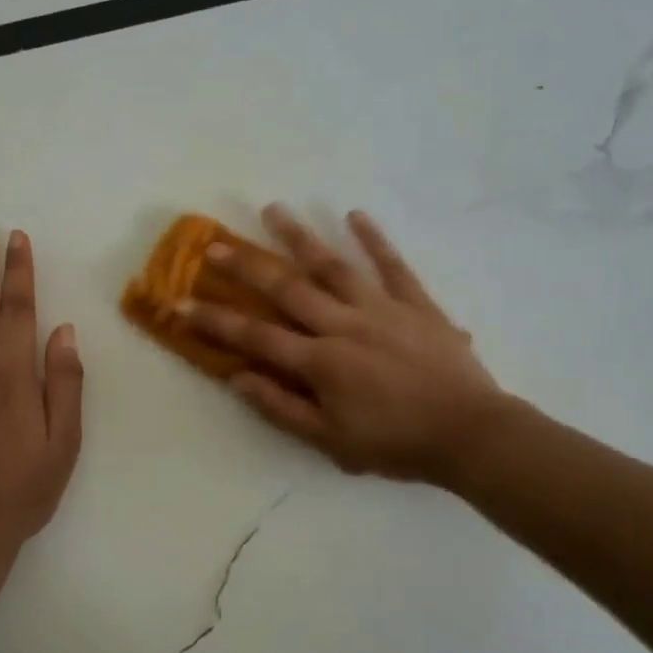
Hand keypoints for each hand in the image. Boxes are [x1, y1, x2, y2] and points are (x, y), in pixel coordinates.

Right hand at [184, 206, 506, 486]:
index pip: (256, 336)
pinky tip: (356, 215)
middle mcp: (343, 324)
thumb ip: (282, 408)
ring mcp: (381, 308)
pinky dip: (375, 240)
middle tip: (216, 243)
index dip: (215, 320)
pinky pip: (392, 266)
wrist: (471, 436)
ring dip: (300, 237)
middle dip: (247, 266)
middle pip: (287, 289)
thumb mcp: (331, 441)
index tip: (181, 301)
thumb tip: (238, 377)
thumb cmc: (397, 443)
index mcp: (321, 361)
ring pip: (333, 265)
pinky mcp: (415, 303)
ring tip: (274, 209)